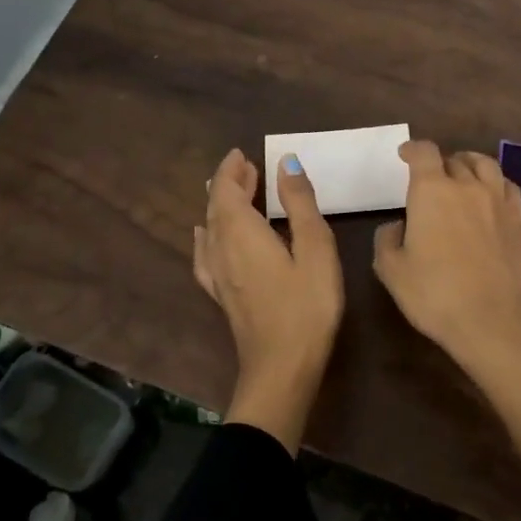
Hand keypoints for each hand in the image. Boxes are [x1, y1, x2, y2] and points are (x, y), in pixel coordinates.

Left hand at [194, 148, 343, 449]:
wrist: (282, 367)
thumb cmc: (307, 305)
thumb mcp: (315, 248)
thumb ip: (299, 203)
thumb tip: (285, 162)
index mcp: (242, 232)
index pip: (227, 191)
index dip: (232, 170)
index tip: (243, 153)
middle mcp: (222, 249)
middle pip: (216, 207)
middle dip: (228, 183)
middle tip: (246, 167)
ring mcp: (218, 275)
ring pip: (210, 228)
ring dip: (220, 206)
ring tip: (233, 192)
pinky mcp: (221, 295)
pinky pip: (205, 254)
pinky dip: (206, 235)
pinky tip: (205, 237)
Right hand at [373, 139, 520, 481]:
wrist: (491, 320)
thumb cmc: (434, 294)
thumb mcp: (391, 270)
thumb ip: (387, 240)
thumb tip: (398, 226)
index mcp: (432, 191)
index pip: (423, 152)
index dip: (412, 149)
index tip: (405, 155)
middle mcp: (467, 186)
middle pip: (454, 159)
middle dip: (439, 164)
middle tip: (431, 179)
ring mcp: (498, 201)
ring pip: (485, 165)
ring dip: (469, 165)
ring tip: (463, 176)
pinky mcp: (520, 220)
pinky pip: (508, 187)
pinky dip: (495, 184)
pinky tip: (491, 197)